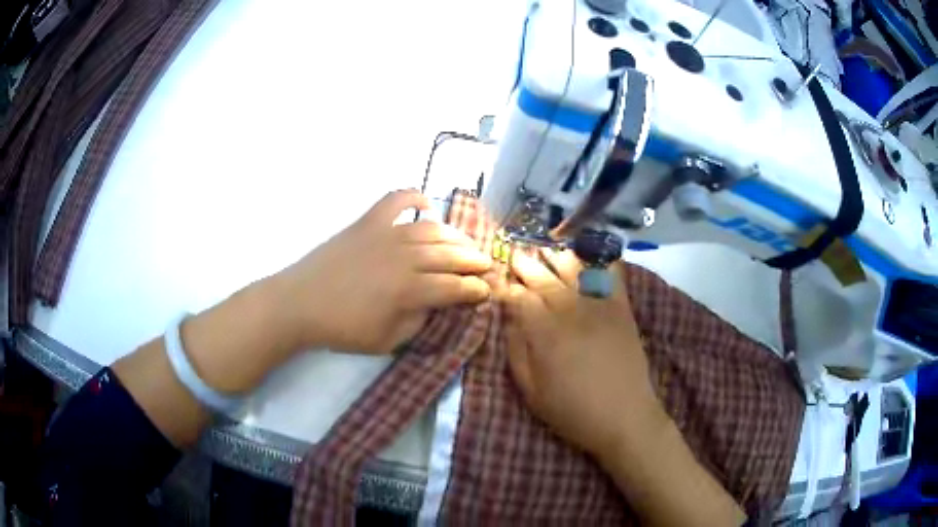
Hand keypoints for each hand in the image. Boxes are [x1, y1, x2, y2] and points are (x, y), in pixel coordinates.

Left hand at [273, 189, 492, 353]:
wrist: (300, 303)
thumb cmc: (342, 328)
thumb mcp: (386, 341)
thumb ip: (418, 322)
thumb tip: (437, 304)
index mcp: (409, 290)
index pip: (455, 287)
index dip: (476, 289)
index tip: (487, 291)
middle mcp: (404, 257)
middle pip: (450, 255)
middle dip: (475, 260)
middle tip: (488, 264)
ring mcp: (386, 234)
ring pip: (432, 229)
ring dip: (455, 235)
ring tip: (466, 243)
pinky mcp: (368, 222)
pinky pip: (396, 200)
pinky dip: (414, 197)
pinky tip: (426, 204)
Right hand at [504, 249, 664, 458]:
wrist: (625, 418)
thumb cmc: (572, 411)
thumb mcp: (531, 392)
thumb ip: (517, 352)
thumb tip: (509, 320)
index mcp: (545, 334)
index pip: (519, 299)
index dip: (507, 288)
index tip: (499, 282)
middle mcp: (570, 312)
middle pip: (543, 279)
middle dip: (526, 265)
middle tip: (516, 254)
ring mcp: (599, 306)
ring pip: (574, 270)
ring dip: (557, 256)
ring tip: (546, 249)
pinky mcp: (621, 308)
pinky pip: (611, 274)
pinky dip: (601, 258)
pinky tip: (592, 250)